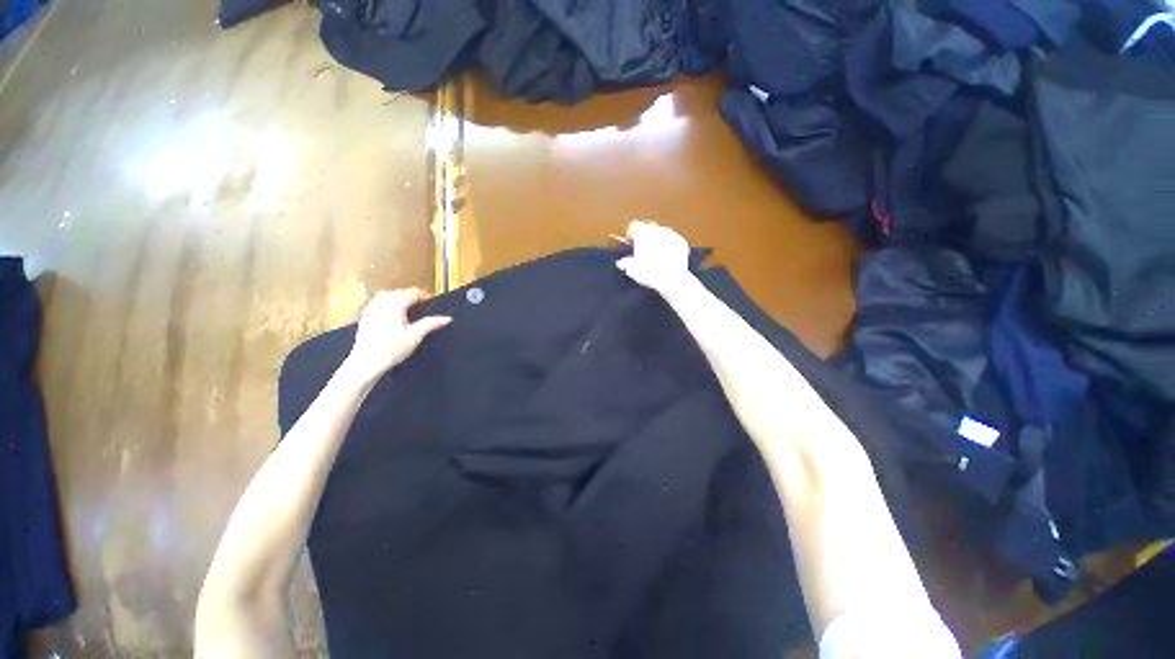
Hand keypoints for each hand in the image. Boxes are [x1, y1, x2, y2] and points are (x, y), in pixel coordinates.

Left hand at [344, 288, 450, 381]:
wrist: (366, 362)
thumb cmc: (392, 349)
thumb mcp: (416, 336)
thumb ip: (431, 323)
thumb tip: (447, 318)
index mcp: (395, 304)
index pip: (412, 292)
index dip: (424, 295)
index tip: (431, 302)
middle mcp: (382, 303)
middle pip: (399, 292)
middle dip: (411, 296)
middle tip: (422, 306)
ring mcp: (371, 309)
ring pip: (386, 296)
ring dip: (398, 298)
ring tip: (407, 308)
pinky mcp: (365, 317)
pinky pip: (376, 304)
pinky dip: (386, 304)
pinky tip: (391, 315)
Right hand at [615, 220, 692, 292]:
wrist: (672, 279)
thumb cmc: (650, 273)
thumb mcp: (632, 269)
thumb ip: (626, 262)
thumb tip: (622, 262)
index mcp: (642, 233)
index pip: (633, 226)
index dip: (630, 235)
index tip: (630, 244)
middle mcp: (656, 230)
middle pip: (648, 227)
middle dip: (644, 236)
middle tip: (642, 249)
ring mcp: (670, 234)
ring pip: (661, 232)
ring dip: (657, 240)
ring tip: (655, 255)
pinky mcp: (681, 242)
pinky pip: (673, 240)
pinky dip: (669, 246)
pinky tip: (667, 258)